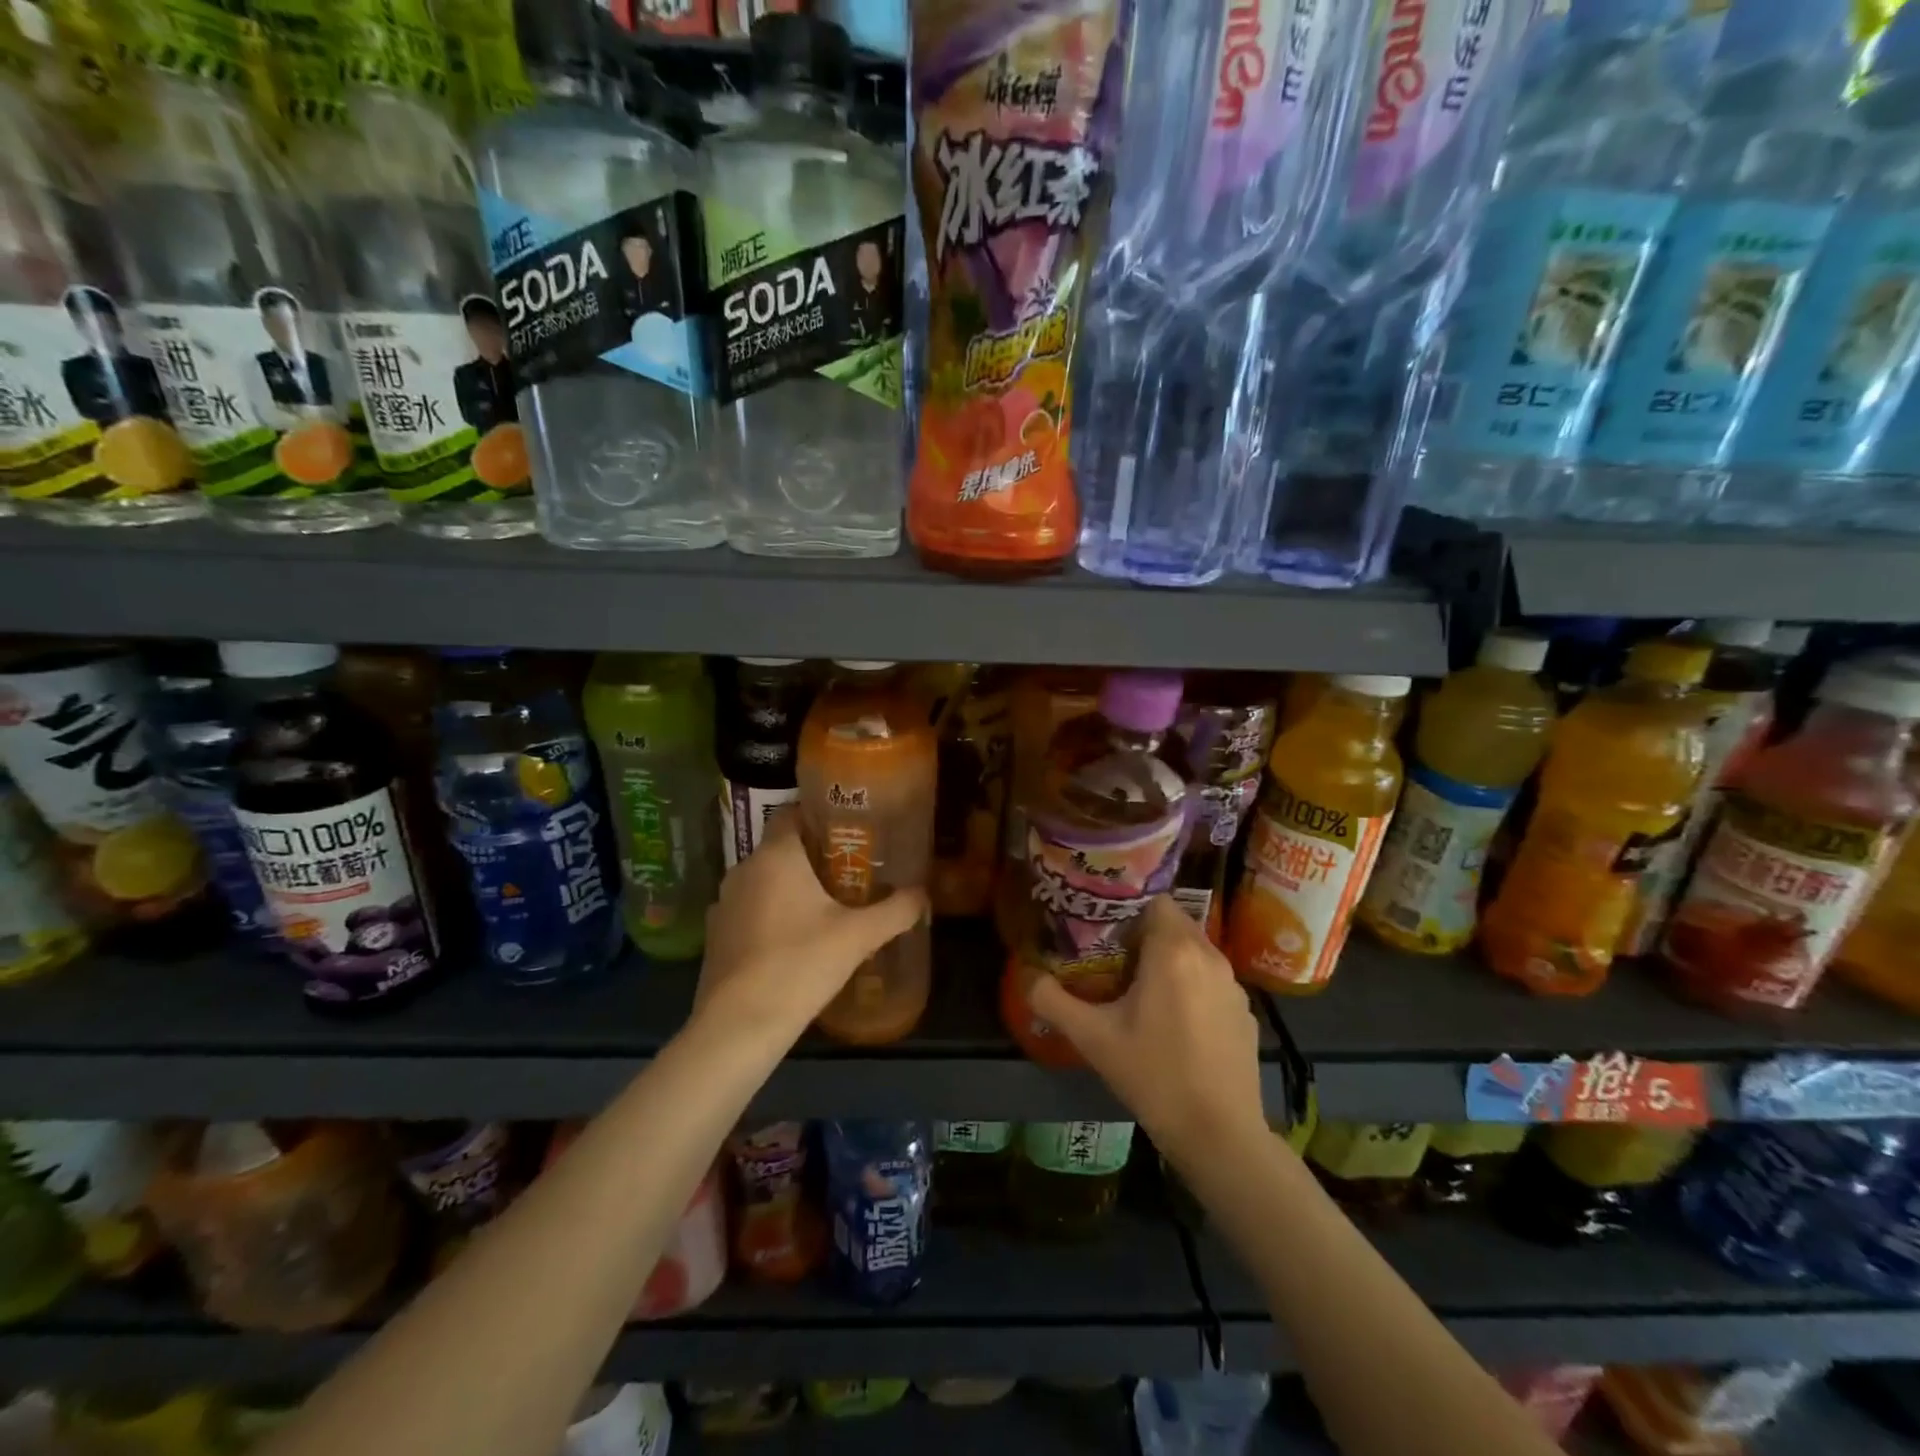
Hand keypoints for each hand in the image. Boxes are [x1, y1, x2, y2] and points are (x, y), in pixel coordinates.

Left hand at [695, 808, 927, 1037]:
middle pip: (780, 848)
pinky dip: (770, 914)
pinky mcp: (717, 935)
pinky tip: (794, 938)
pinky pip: (749, 910)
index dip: (817, 815)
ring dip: (790, 886)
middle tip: (849, 869)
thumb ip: (895, 910)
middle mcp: (744, 869)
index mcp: (776, 856)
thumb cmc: (800, 964)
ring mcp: (725, 903)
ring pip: (764, 880)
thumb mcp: (858, 936)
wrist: (738, 1025)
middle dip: (812, 855)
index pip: (790, 812)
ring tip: (826, 904)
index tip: (847, 828)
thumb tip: (922, 894)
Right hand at [1028, 896, 1266, 1153]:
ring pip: (1194, 952)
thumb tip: (1026, 975)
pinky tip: (1174, 1022)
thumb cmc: (1154, 1075)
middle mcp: (1209, 955)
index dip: (1125, 910)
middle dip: (1143, 935)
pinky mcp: (1245, 1012)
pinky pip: (1211, 981)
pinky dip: (1192, 986)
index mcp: (1173, 950)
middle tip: (1111, 959)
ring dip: (1168, 960)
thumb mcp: (1092, 1038)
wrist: (1220, 1136)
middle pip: (1173, 923)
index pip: (1153, 899)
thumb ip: (1052, 1000)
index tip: (1101, 930)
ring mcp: (1233, 985)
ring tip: (1139, 990)